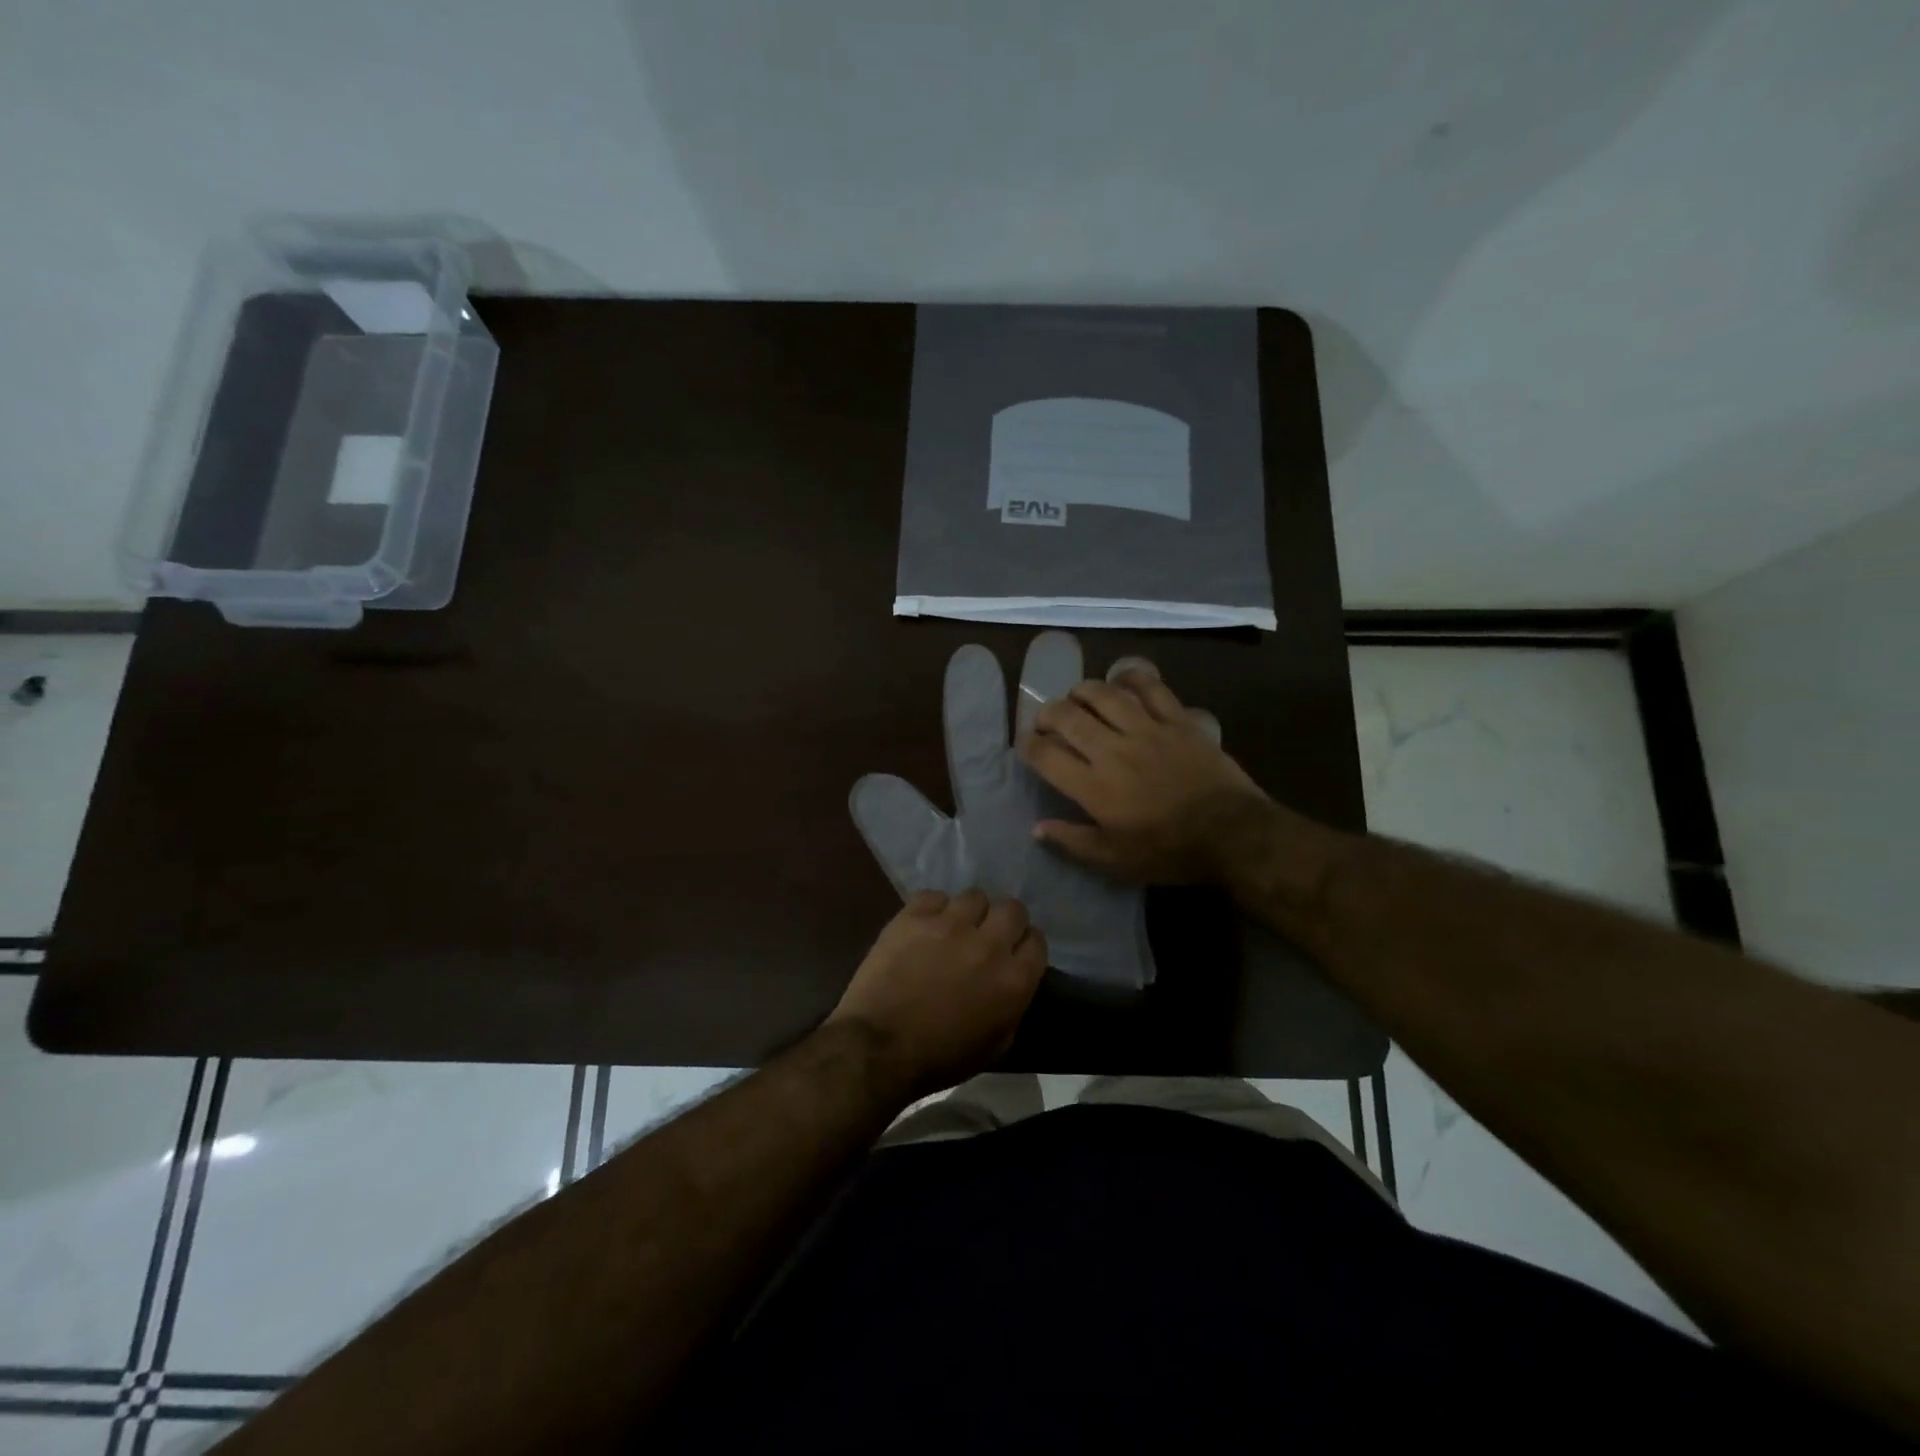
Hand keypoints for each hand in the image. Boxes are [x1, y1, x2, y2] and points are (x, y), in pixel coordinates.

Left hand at [830, 890, 1046, 1095]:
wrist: (878, 1047)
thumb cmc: (940, 1058)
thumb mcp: (995, 1045)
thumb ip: (1012, 1006)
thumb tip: (1012, 983)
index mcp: (1013, 980)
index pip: (1036, 941)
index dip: (1025, 945)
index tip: (1014, 952)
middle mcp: (988, 944)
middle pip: (1012, 909)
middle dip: (1004, 920)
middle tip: (987, 935)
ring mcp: (950, 925)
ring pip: (974, 896)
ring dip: (969, 913)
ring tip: (953, 929)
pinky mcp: (914, 916)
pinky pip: (934, 896)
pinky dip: (933, 909)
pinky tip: (924, 926)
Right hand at [1019, 668, 1269, 882]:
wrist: (1231, 834)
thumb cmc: (1169, 851)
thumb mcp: (1115, 860)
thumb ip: (1073, 842)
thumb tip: (1037, 828)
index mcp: (1093, 786)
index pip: (1045, 755)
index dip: (1028, 745)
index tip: (1025, 745)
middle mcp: (1112, 750)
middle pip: (1068, 716)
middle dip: (1048, 713)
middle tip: (1047, 720)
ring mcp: (1146, 730)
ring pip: (1103, 694)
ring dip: (1082, 690)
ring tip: (1077, 696)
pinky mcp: (1176, 720)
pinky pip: (1149, 687)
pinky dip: (1131, 677)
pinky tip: (1120, 679)